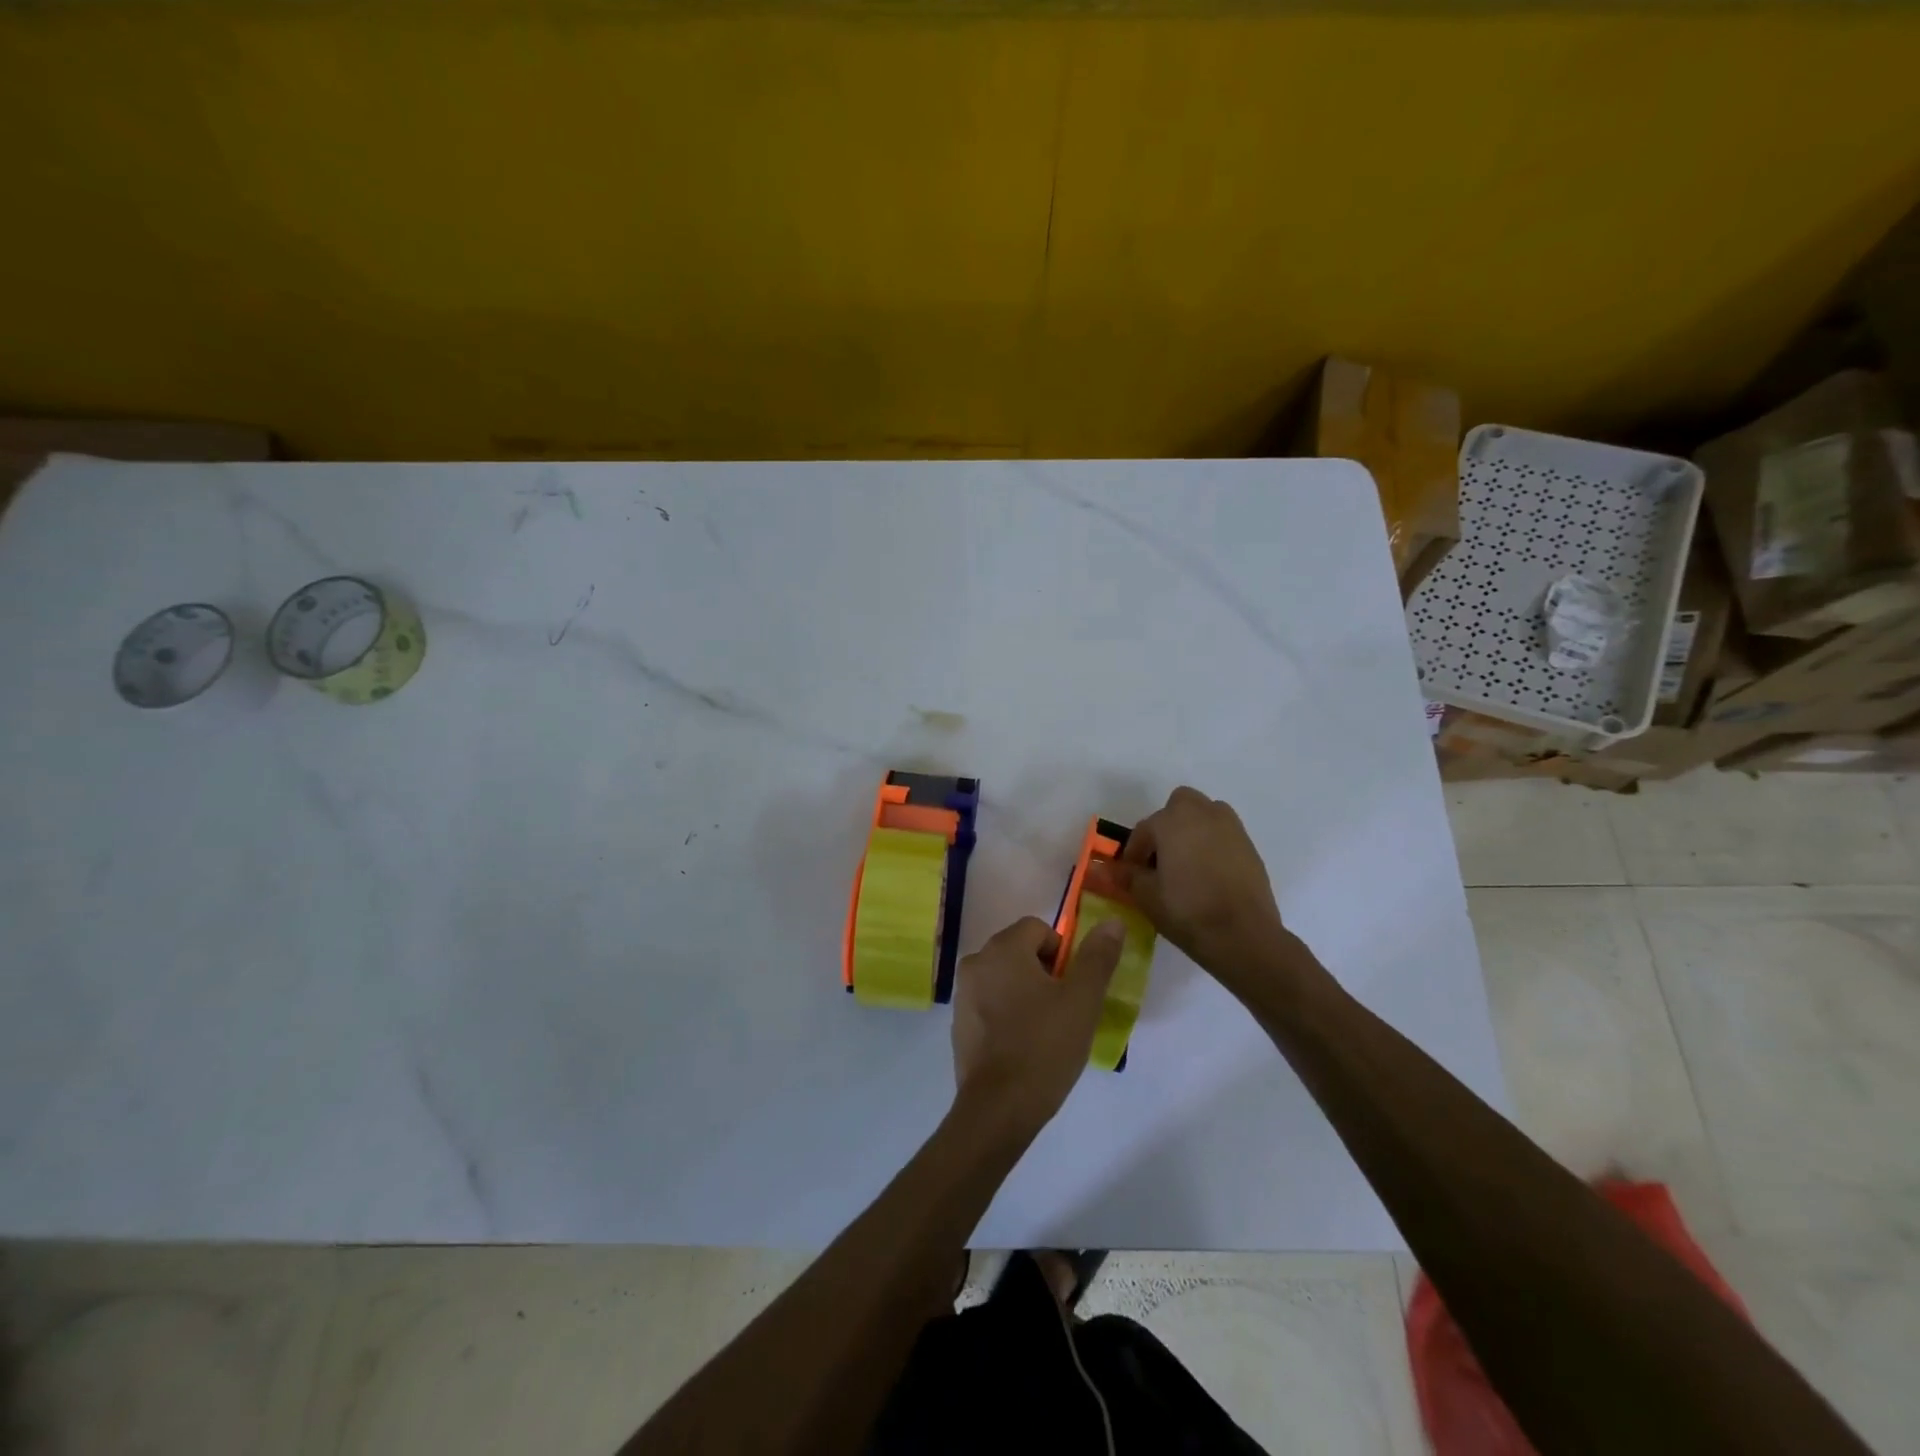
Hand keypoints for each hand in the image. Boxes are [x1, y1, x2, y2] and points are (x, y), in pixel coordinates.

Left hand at [951, 916, 1124, 1138]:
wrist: (998, 1108)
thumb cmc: (1044, 1047)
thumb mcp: (1082, 1000)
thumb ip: (1097, 957)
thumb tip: (1112, 922)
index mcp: (1003, 949)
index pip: (1038, 928)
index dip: (1062, 953)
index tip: (1072, 988)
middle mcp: (976, 962)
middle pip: (1020, 950)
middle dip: (1045, 973)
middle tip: (1063, 1010)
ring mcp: (963, 994)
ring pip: (1005, 978)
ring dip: (1026, 993)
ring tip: (1045, 1031)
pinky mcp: (959, 1023)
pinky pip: (990, 1003)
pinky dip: (1007, 1014)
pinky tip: (1022, 1046)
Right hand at [1108, 786, 1288, 980]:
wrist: (1243, 936)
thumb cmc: (1187, 910)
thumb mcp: (1146, 896)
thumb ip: (1126, 876)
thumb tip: (1103, 868)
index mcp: (1173, 820)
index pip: (1144, 829)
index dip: (1133, 852)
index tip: (1130, 874)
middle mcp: (1203, 814)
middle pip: (1179, 806)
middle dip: (1167, 826)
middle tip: (1160, 858)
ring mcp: (1231, 828)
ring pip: (1205, 816)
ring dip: (1192, 831)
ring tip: (1185, 864)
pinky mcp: (1250, 847)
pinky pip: (1223, 836)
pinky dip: (1213, 846)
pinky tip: (1208, 876)